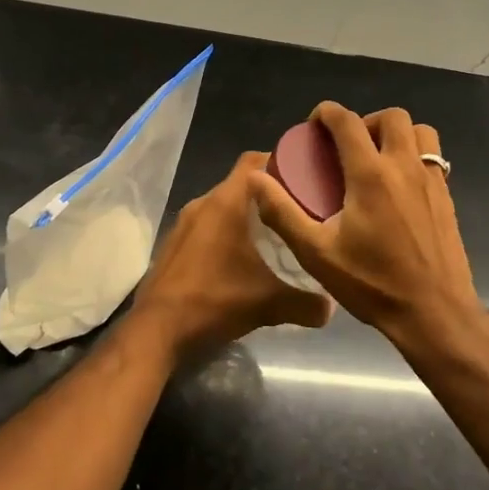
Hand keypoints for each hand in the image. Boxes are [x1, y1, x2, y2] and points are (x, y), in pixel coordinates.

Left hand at [130, 152, 334, 362]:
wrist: (157, 328)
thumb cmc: (214, 300)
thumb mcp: (268, 303)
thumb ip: (305, 302)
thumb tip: (331, 308)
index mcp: (225, 203)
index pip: (253, 161)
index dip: (278, 161)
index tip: (304, 174)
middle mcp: (202, 203)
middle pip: (239, 184)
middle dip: (267, 192)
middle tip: (297, 208)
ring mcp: (184, 223)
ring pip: (221, 206)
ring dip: (244, 214)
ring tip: (274, 233)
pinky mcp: (174, 243)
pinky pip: (206, 225)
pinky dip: (224, 232)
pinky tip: (240, 257)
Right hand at [247, 102, 478, 340]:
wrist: (434, 314)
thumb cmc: (372, 283)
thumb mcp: (316, 252)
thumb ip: (283, 212)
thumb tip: (255, 179)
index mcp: (370, 174)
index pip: (347, 121)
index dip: (327, 113)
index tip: (314, 125)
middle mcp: (404, 167)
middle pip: (391, 116)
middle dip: (365, 121)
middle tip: (347, 146)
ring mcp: (432, 181)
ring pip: (419, 130)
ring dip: (396, 133)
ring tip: (376, 158)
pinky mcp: (447, 197)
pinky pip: (432, 156)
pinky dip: (414, 154)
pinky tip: (398, 186)